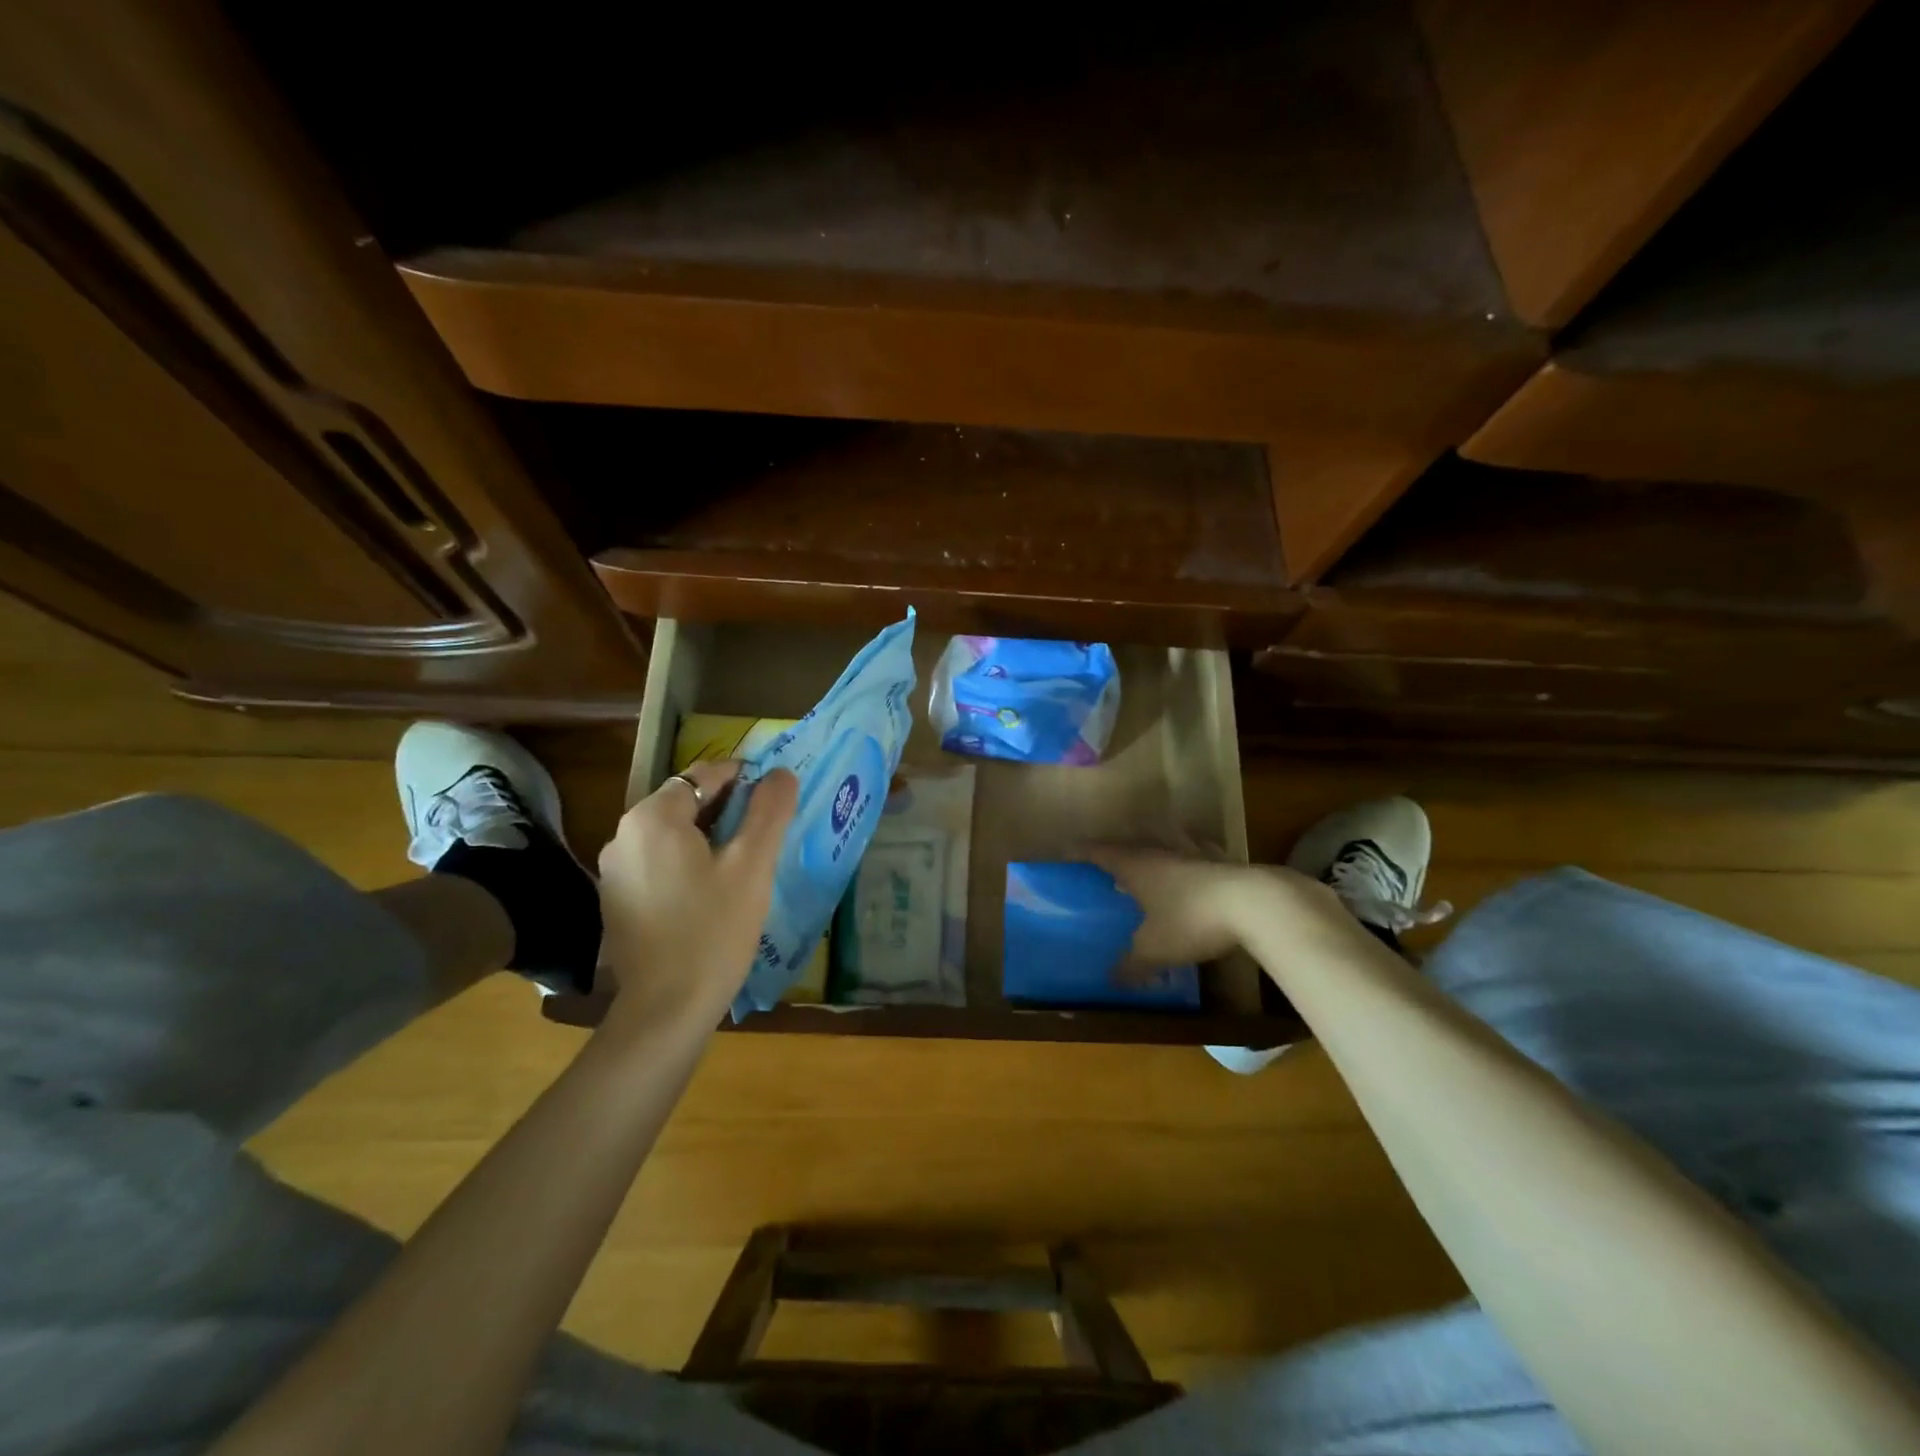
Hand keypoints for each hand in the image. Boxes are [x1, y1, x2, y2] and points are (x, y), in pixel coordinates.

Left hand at [595, 760, 797, 1031]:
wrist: (666, 1009)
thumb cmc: (714, 930)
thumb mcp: (752, 866)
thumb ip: (769, 812)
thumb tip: (782, 773)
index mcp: (654, 817)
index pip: (706, 774)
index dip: (746, 780)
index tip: (776, 802)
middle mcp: (624, 834)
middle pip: (687, 802)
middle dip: (729, 810)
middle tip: (767, 835)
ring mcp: (616, 869)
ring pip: (673, 834)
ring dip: (710, 837)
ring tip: (746, 863)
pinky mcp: (617, 899)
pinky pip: (660, 862)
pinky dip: (688, 863)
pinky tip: (713, 892)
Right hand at [1090, 847, 1329, 964]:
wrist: (1255, 905)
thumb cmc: (1191, 920)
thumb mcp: (1155, 950)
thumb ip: (1132, 965)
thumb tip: (1112, 981)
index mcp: (1137, 866)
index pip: (1100, 852)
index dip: (1082, 852)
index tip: (1067, 852)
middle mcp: (1162, 852)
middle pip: (1133, 845)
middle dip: (1119, 853)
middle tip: (1109, 866)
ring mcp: (1195, 853)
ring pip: (1168, 844)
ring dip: (1157, 850)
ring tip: (1152, 861)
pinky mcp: (1224, 862)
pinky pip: (1200, 855)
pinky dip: (1193, 859)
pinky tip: (1197, 869)